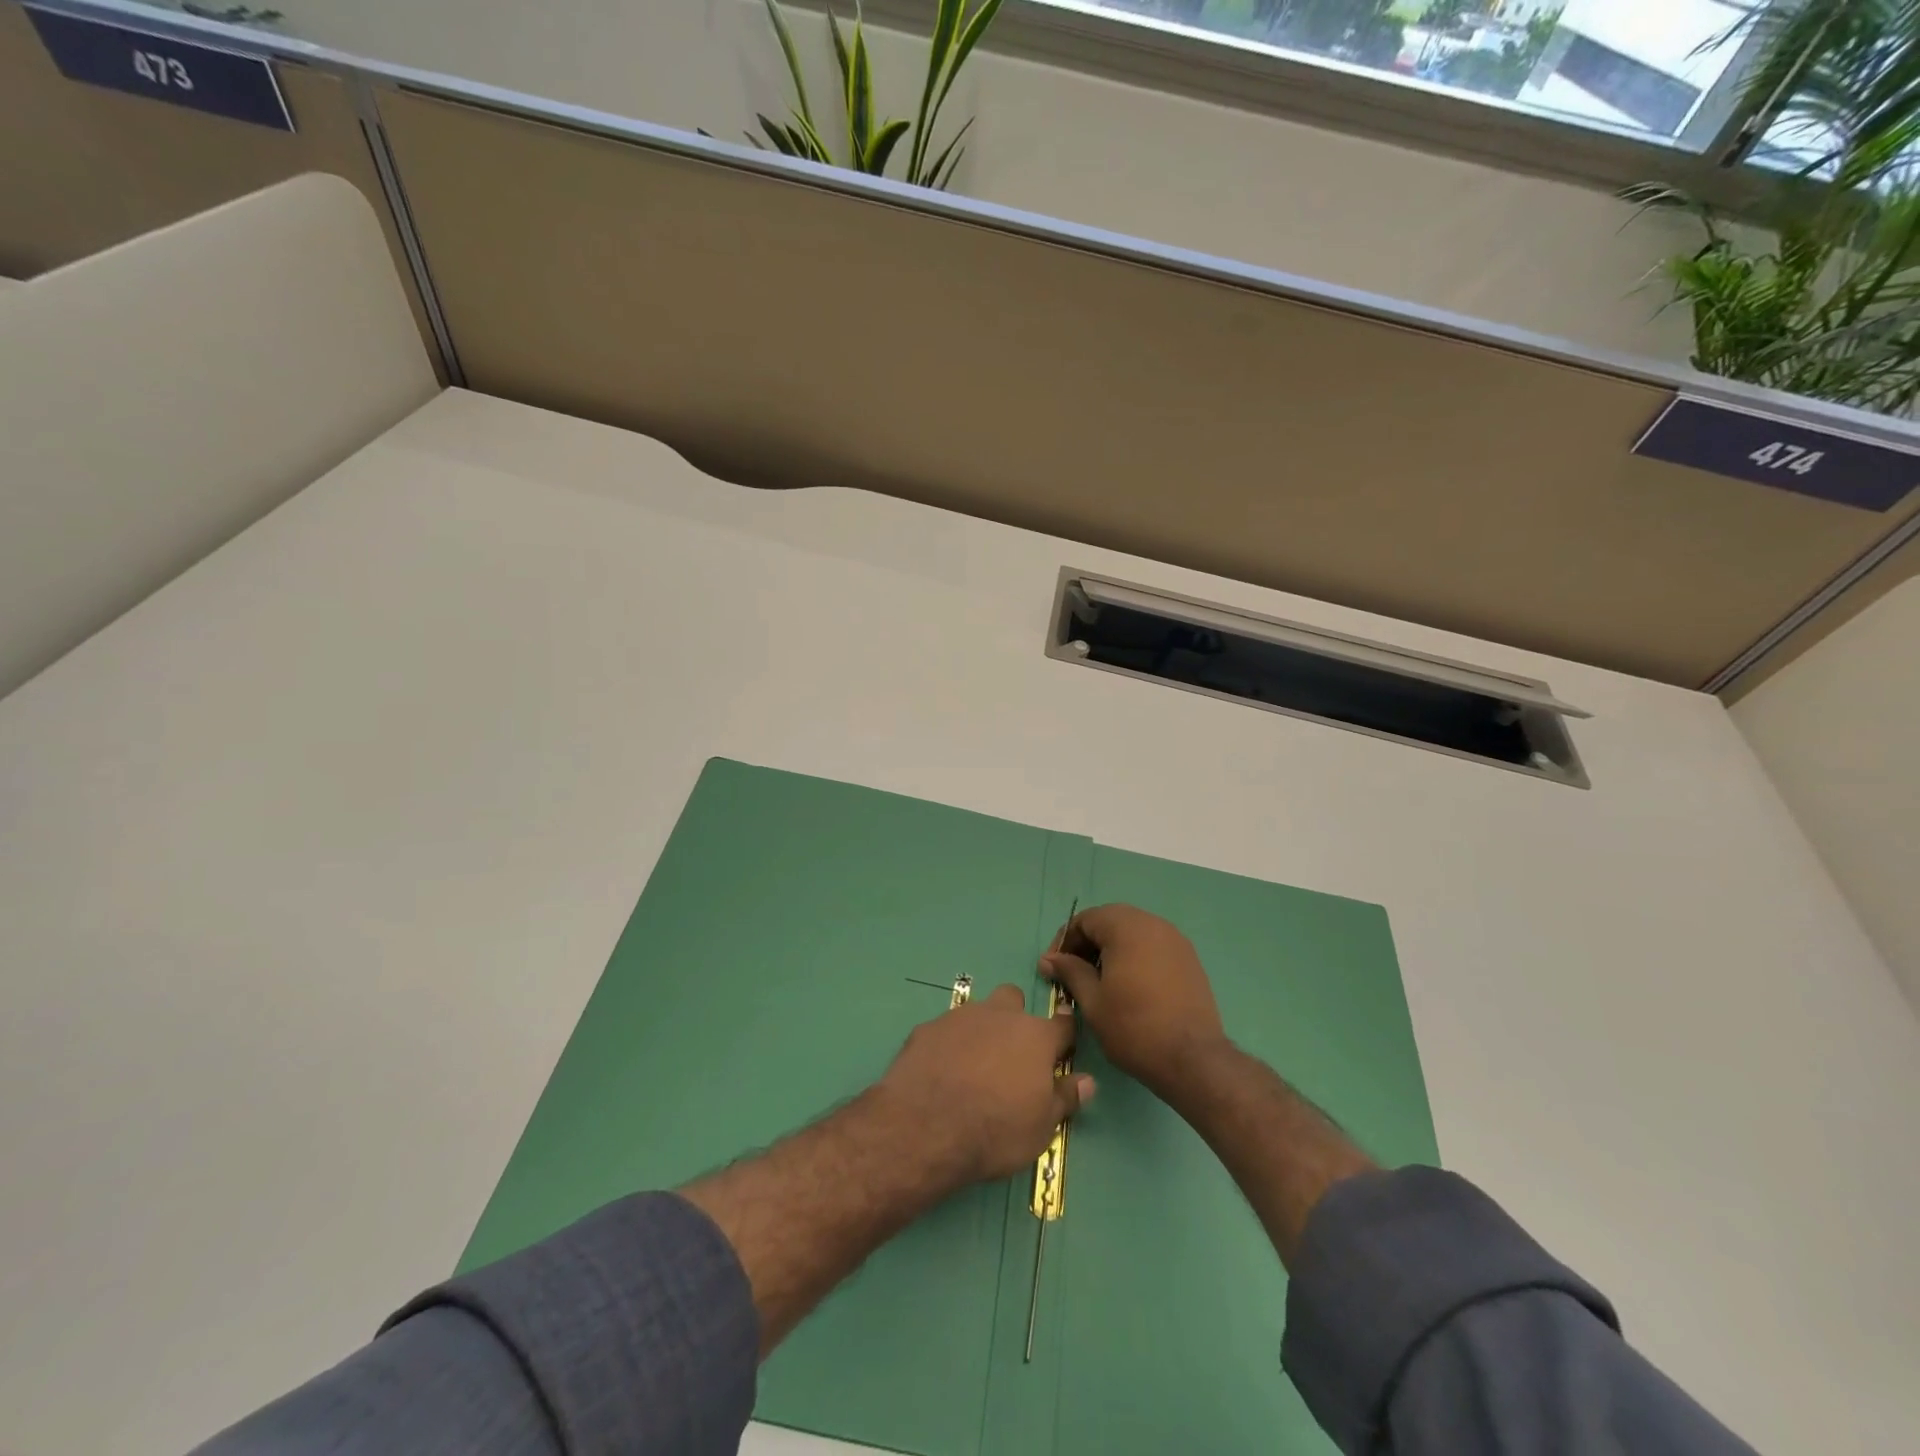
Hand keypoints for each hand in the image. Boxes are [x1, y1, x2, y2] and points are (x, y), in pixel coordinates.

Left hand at [876, 984, 1094, 1184]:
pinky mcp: (927, 1028)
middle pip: (1013, 1000)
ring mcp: (960, 1018)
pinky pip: (944, 1031)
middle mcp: (1000, 1016)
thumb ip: (1065, 1099)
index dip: (1064, 1032)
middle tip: (1010, 1055)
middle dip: (1014, 1019)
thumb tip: (1088, 1081)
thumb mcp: (1042, 1128)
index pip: (1062, 1024)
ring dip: (980, 1031)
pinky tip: (941, 1072)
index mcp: (1035, 1037)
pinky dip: (947, 1046)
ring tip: (972, 1067)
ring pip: (977, 1012)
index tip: (1063, 1042)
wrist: (926, 1126)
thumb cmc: (996, 1130)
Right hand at [1040, 904, 1226, 1098]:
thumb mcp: (1092, 1001)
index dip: (1065, 941)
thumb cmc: (1133, 1028)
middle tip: (1074, 973)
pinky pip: (1153, 946)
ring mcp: (1175, 940)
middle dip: (1088, 943)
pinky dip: (1135, 956)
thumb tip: (1048, 959)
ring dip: (1112, 949)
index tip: (1054, 968)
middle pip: (1110, 921)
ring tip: (1100, 980)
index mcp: (1126, 927)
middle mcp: (1153, 923)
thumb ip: (1070, 972)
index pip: (1086, 919)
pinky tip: (1129, 985)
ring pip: (1133, 932)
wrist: (1192, 1059)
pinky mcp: (1189, 959)